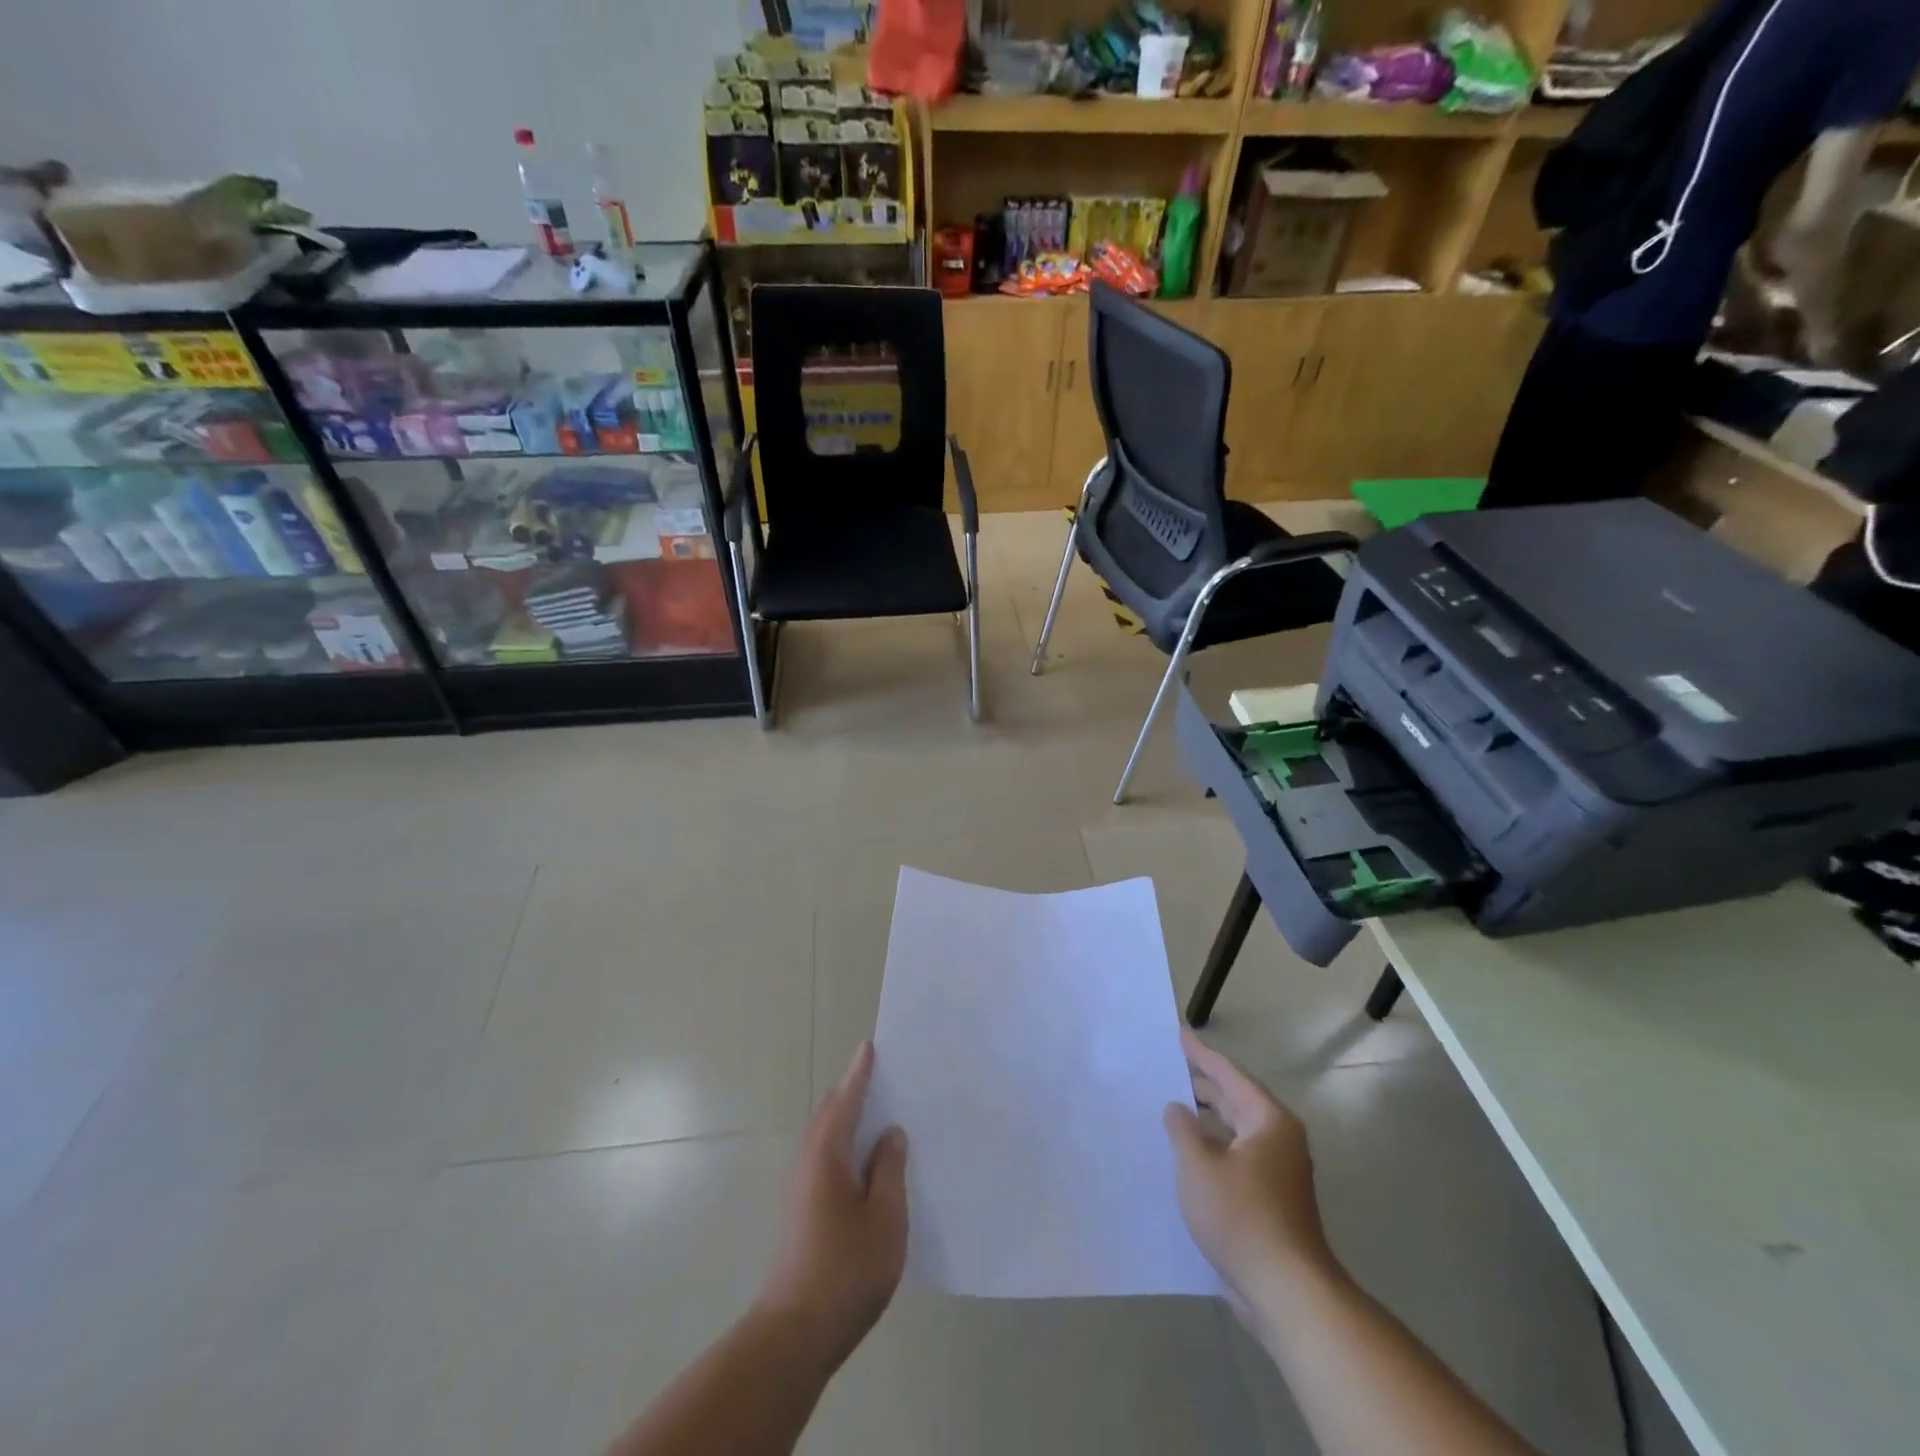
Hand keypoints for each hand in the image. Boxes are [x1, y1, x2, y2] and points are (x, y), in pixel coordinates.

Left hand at [759, 1042, 907, 1366]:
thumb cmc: (845, 1272)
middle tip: (885, 1078)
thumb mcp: (885, 1219)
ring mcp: (799, 1187)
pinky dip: (844, 1145)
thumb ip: (890, 1170)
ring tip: (881, 1115)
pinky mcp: (799, 1210)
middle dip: (854, 1092)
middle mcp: (807, 1162)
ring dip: (849, 1120)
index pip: (846, 1100)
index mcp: (827, 1154)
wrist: (794, 1335)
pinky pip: (824, 1159)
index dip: (860, 1073)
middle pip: (831, 1114)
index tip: (870, 1046)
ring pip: (826, 1138)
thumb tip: (890, 1133)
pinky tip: (867, 1164)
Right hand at [1164, 1030, 1336, 1317]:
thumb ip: (1182, 1129)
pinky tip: (1187, 1155)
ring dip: (1205, 1121)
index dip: (1200, 1054)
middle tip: (1167, 1070)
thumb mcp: (1199, 1166)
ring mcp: (1278, 1171)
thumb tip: (1177, 1108)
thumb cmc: (1241, 1217)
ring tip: (1169, 1109)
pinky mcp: (1271, 1200)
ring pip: (1234, 1131)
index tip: (1178, 1035)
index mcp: (1268, 1120)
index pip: (1228, 1074)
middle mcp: (1278, 1138)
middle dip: (1201, 1085)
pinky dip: (1212, 1148)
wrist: (1287, 1293)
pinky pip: (1236, 1158)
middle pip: (1234, 1100)